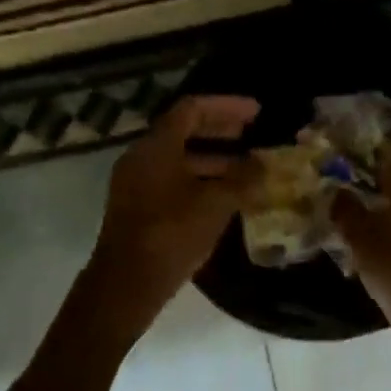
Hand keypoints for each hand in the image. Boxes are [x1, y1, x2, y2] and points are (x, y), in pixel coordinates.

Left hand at [86, 95, 261, 327]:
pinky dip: (199, 181)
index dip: (227, 106)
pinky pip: (172, 182)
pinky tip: (224, 198)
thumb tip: (263, 165)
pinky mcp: (137, 208)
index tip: (257, 113)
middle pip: (183, 131)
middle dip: (220, 131)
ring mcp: (136, 184)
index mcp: (156, 146)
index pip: (192, 109)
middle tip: (252, 134)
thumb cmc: (171, 234)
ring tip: (246, 171)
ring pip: (178, 160)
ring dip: (213, 160)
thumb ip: (242, 180)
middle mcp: (142, 157)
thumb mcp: (215, 204)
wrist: (127, 283)